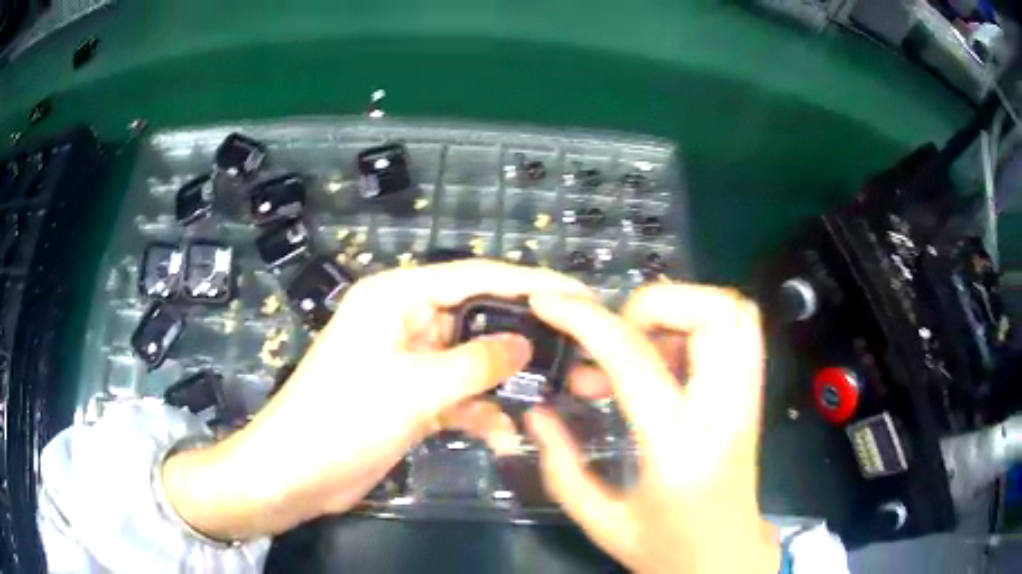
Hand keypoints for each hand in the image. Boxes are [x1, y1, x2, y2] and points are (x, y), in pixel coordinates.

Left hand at [162, 260, 591, 540]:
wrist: (297, 472)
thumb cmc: (345, 417)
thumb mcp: (416, 387)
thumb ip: (477, 362)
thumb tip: (525, 345)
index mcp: (398, 296)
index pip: (476, 276)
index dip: (530, 282)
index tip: (577, 293)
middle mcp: (405, 320)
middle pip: (476, 317)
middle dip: (521, 336)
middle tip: (574, 349)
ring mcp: (408, 361)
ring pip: (469, 360)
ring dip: (501, 381)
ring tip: (551, 394)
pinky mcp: (410, 397)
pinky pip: (456, 395)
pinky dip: (478, 412)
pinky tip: (503, 436)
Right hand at [525, 285, 780, 573]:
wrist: (726, 562)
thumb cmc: (667, 550)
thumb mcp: (601, 522)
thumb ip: (562, 467)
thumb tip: (536, 414)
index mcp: (679, 447)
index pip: (635, 358)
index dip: (587, 320)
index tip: (550, 304)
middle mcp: (726, 411)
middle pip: (714, 312)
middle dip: (654, 303)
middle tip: (616, 336)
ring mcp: (748, 400)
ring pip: (734, 311)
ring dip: (682, 308)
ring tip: (640, 344)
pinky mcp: (753, 397)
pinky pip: (737, 331)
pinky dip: (699, 323)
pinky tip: (665, 360)